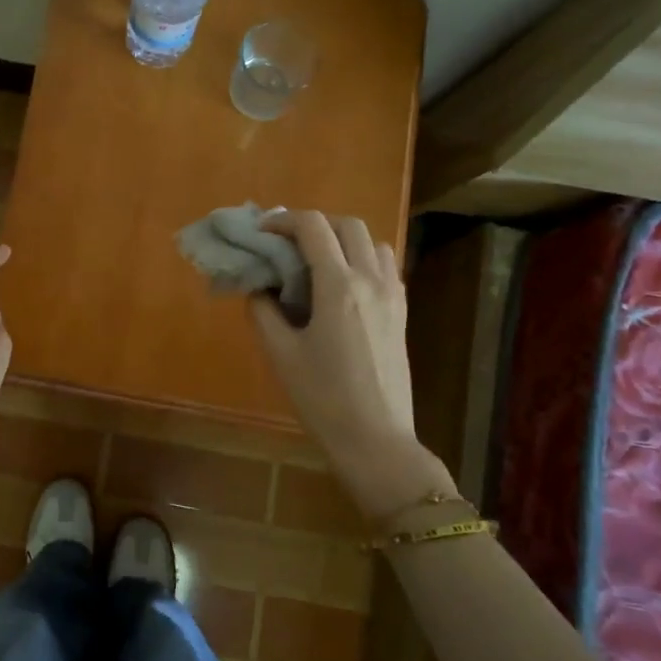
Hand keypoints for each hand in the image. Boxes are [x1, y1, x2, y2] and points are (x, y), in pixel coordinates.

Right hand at [249, 211, 454, 513]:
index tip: (261, 231)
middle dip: (314, 224)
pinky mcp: (401, 313)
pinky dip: (362, 258)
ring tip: (315, 260)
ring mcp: (392, 295)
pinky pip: (385, 266)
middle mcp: (371, 280)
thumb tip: (260, 288)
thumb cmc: (322, 398)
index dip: (283, 221)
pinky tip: (341, 284)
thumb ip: (263, 311)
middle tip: (286, 243)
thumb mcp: (281, 353)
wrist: (375, 440)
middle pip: (347, 225)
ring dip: (342, 239)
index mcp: (339, 286)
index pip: (313, 228)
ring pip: (372, 242)